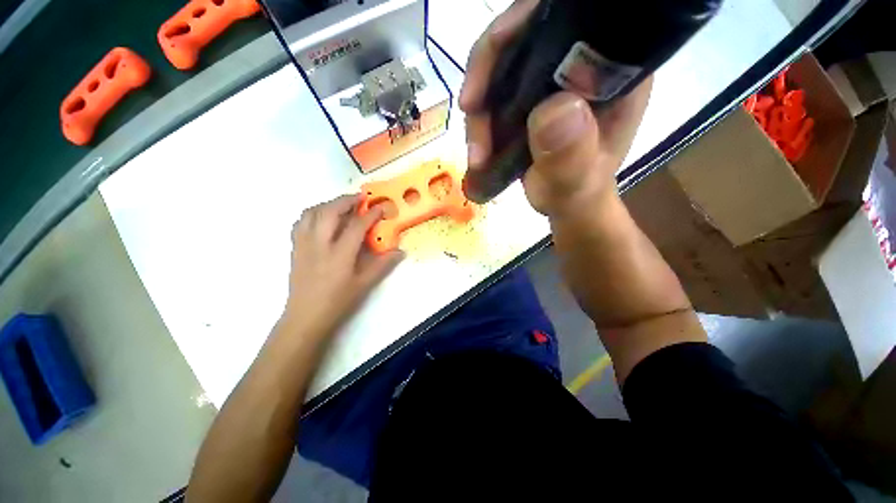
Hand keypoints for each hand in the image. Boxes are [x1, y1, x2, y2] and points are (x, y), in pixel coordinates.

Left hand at [281, 194, 403, 342]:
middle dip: (346, 200)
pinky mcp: (295, 247)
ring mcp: (304, 244)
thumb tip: (400, 251)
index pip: (357, 225)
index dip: (371, 214)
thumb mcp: (364, 284)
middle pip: (330, 211)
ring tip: (341, 205)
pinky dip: (313, 214)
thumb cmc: (338, 301)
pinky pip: (300, 222)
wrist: (306, 316)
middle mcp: (319, 244)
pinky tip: (322, 219)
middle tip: (360, 198)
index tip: (381, 207)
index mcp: (340, 254)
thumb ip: (383, 265)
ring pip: (312, 212)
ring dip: (328, 204)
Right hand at [459, 0, 651, 217]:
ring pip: (500, 69)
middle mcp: (579, 64)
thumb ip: (571, 157)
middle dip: (488, 76)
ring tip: (477, 157)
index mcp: (610, 71)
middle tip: (470, 116)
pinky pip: (494, 93)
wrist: (566, 206)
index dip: (524, 22)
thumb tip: (554, 110)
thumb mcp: (576, 185)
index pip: (568, 17)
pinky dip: (479, 120)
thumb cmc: (578, 197)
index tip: (492, 56)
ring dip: (479, 111)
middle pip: (523, 39)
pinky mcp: (527, 99)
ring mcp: (549, 81)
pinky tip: (477, 151)